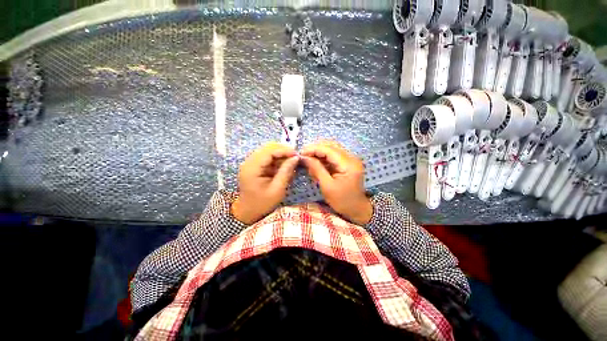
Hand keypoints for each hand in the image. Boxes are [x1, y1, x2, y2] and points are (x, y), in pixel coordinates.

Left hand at [232, 142, 299, 224]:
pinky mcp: (254, 165)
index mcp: (252, 168)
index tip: (297, 155)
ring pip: (268, 150)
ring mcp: (250, 163)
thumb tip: (296, 158)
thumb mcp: (277, 190)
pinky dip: (277, 159)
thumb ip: (286, 172)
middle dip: (283, 150)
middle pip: (268, 148)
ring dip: (281, 154)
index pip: (269, 151)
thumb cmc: (262, 203)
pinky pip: (267, 157)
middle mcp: (249, 162)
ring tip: (291, 162)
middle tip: (295, 157)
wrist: (247, 211)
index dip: (284, 150)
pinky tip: (284, 165)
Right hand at [301, 141, 371, 224]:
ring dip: (319, 153)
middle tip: (303, 156)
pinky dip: (324, 158)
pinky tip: (316, 164)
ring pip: (332, 149)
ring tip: (309, 160)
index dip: (313, 149)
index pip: (329, 149)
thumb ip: (316, 169)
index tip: (301, 153)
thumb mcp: (327, 186)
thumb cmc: (342, 201)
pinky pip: (334, 155)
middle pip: (331, 146)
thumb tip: (304, 157)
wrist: (357, 209)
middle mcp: (351, 158)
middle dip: (315, 149)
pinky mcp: (348, 163)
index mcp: (348, 164)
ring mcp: (350, 159)